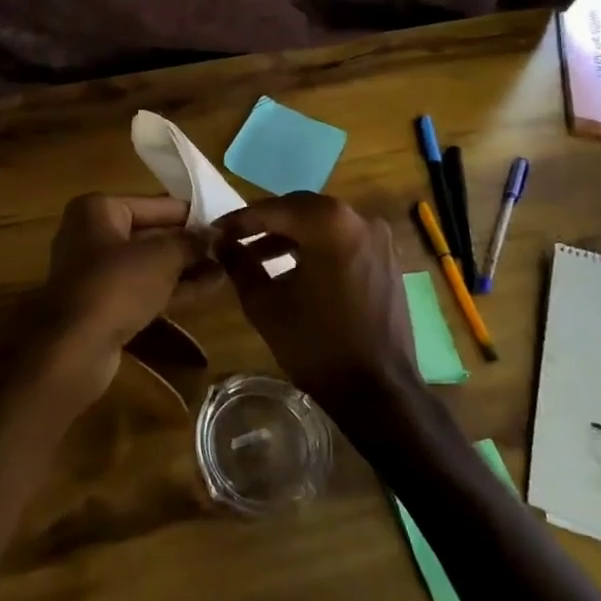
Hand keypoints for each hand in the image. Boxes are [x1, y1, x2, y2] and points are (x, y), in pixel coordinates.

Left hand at [27, 193, 214, 410]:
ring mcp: (96, 271)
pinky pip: (143, 287)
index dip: (192, 215)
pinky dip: (172, 288)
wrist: (74, 349)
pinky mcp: (103, 303)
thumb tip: (217, 234)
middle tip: (229, 249)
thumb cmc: (116, 286)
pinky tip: (209, 289)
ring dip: (185, 267)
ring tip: (227, 270)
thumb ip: (191, 242)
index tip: (225, 223)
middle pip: (151, 234)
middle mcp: (92, 234)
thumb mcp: (161, 258)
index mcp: (98, 209)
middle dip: (189, 244)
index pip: (156, 205)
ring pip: (149, 264)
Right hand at [213, 193, 418, 407]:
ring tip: (258, 257)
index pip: (273, 210)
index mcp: (328, 222)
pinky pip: (342, 240)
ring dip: (290, 236)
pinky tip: (293, 269)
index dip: (239, 221)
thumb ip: (239, 264)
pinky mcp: (386, 259)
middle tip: (234, 239)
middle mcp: (358, 218)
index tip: (215, 231)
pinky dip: (316, 247)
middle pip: (300, 209)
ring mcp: (378, 238)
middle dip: (265, 223)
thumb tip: (221, 242)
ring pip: (322, 224)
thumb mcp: (264, 303)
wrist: (377, 391)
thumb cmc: (315, 344)